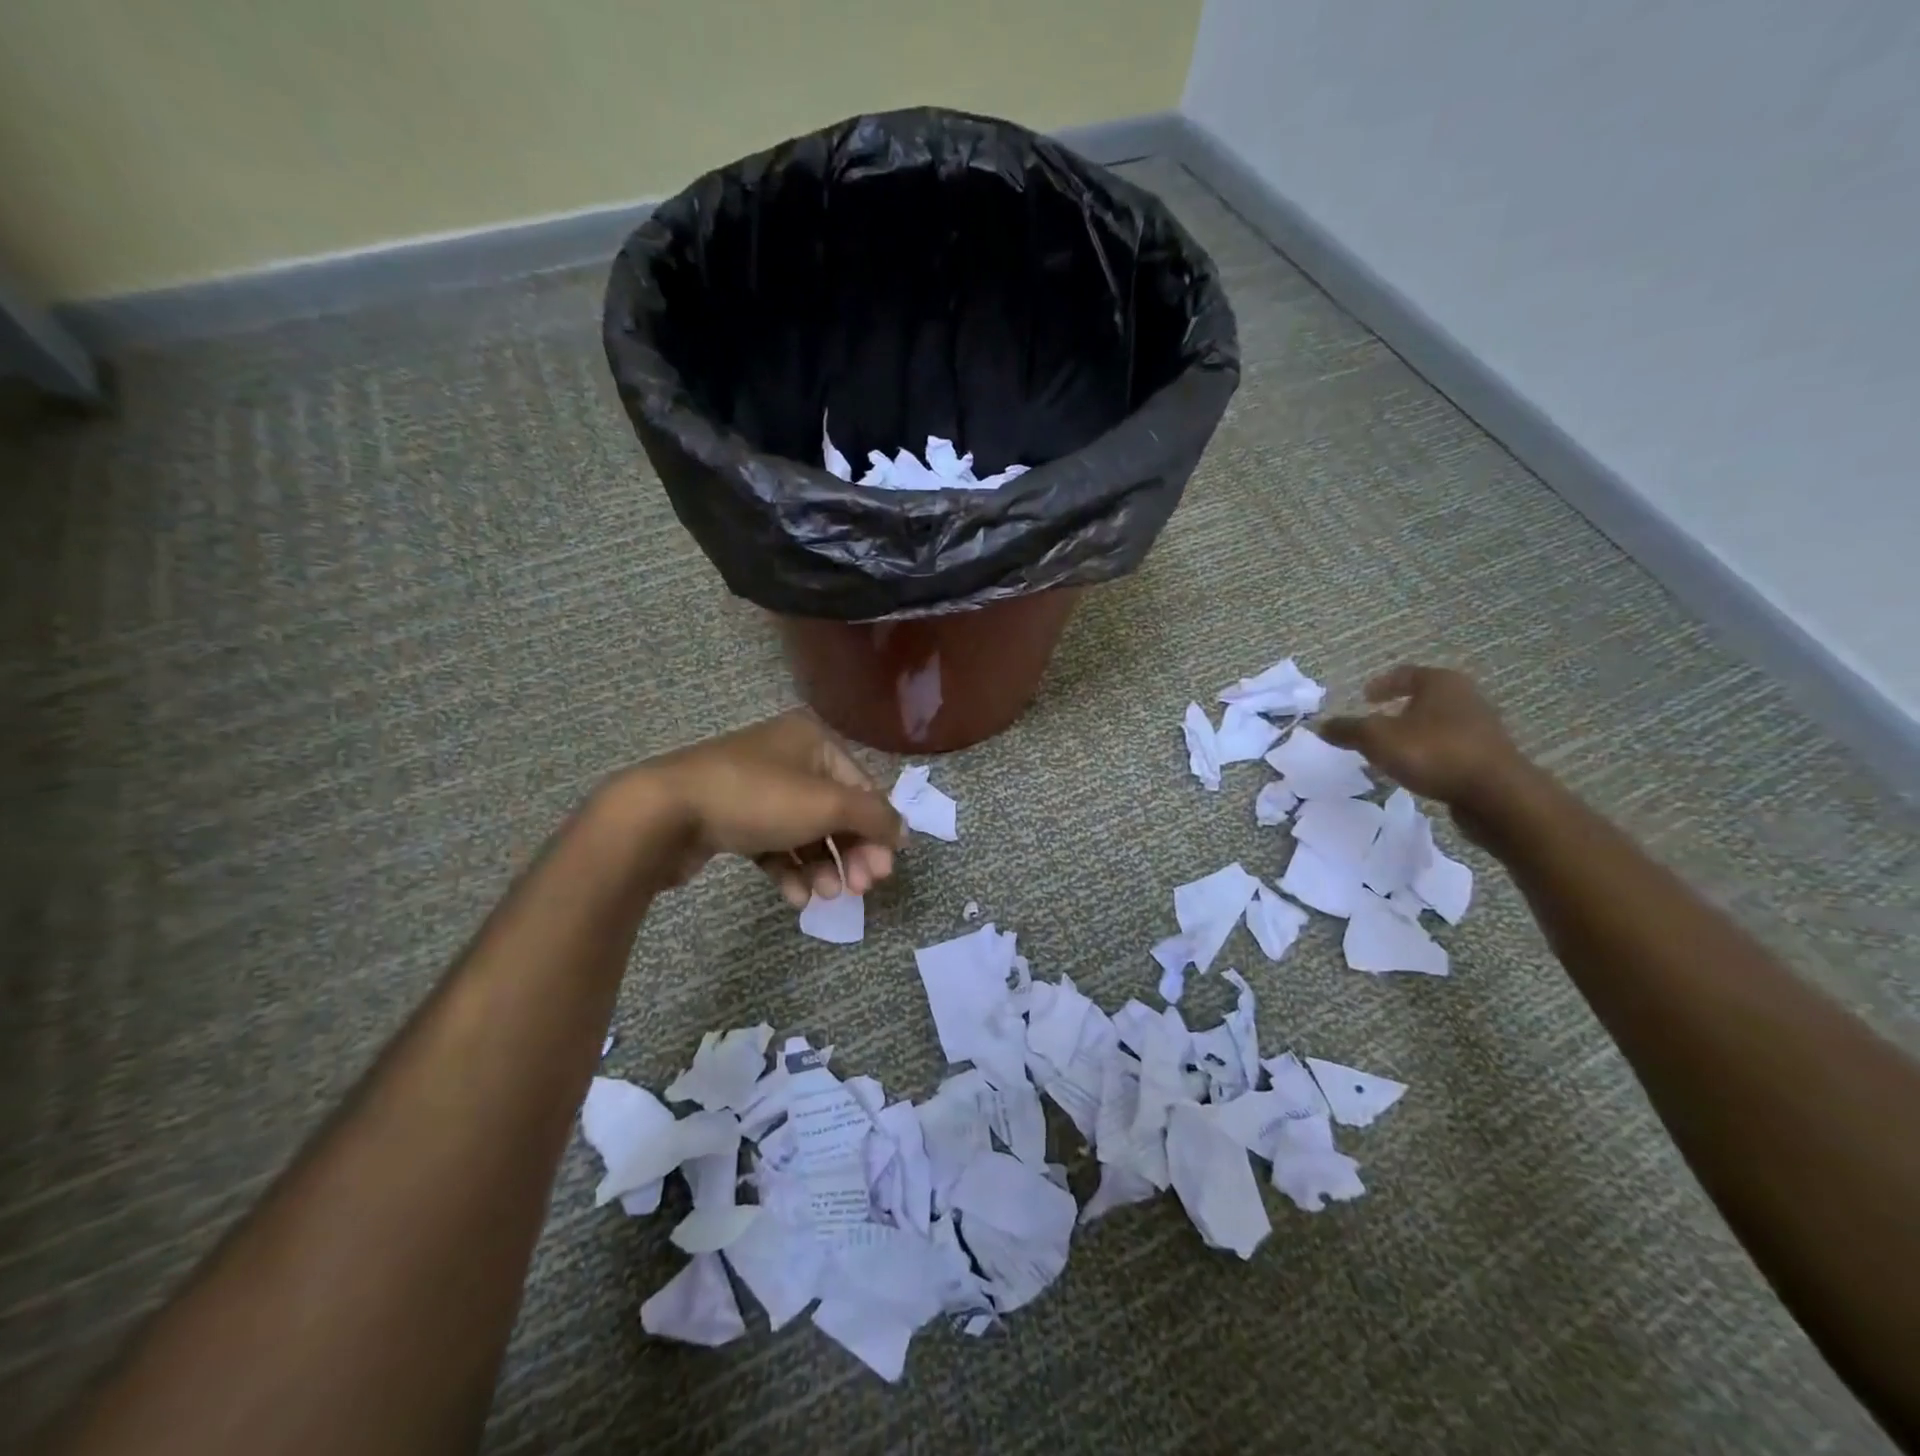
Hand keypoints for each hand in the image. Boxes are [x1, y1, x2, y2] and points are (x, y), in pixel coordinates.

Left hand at [632, 710, 903, 905]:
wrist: (665, 812)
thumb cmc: (757, 798)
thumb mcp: (827, 804)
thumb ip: (874, 817)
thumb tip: (903, 832)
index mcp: (813, 740)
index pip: (862, 787)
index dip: (877, 830)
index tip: (882, 871)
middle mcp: (788, 757)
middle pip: (836, 812)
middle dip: (849, 853)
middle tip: (860, 889)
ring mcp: (757, 788)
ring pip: (805, 832)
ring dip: (820, 866)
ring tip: (824, 895)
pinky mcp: (733, 817)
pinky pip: (773, 844)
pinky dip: (787, 869)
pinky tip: (792, 897)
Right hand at [1318, 665, 1532, 816]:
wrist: (1496, 794)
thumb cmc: (1433, 752)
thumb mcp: (1377, 739)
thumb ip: (1347, 730)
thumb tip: (1321, 725)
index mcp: (1441, 682)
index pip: (1405, 674)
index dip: (1381, 685)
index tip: (1364, 697)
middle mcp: (1465, 697)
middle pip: (1424, 698)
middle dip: (1397, 710)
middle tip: (1374, 723)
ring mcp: (1481, 727)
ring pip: (1437, 723)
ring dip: (1413, 733)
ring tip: (1391, 750)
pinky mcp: (1488, 755)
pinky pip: (1449, 746)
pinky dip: (1429, 752)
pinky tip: (1416, 769)